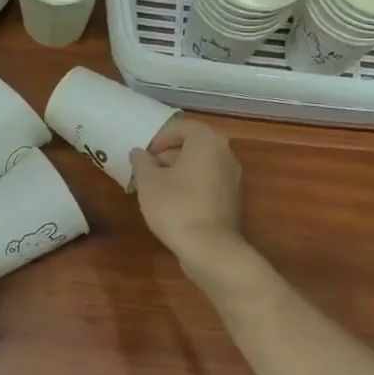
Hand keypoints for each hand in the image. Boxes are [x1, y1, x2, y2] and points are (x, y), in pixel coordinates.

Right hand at [130, 118, 245, 275]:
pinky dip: (193, 185)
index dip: (160, 138)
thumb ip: (142, 161)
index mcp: (206, 141)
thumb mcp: (148, 182)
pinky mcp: (233, 198)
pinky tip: (176, 203)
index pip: (181, 127)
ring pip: (202, 164)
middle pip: (194, 144)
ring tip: (159, 188)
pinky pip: (209, 182)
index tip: (145, 155)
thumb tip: (140, 153)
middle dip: (170, 154)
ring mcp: (233, 177)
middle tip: (149, 170)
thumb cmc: (175, 206)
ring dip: (181, 170)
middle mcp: (225, 153)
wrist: (209, 247)